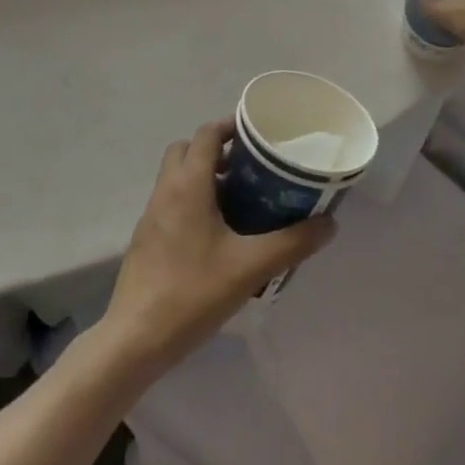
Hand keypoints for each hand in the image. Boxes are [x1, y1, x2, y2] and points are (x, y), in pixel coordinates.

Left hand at [98, 120, 335, 372]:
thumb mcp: (251, 267)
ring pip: (177, 177)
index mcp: (187, 185)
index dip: (232, 126)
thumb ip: (293, 242)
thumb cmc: (193, 293)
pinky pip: (172, 203)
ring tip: (241, 199)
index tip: (259, 134)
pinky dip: (193, 201)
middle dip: (217, 150)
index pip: (207, 134)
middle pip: (187, 150)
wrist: (136, 339)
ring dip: (205, 176)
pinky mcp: (146, 240)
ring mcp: (151, 216)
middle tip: (250, 167)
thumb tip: (329, 223)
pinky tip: (219, 234)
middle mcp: (166, 191)